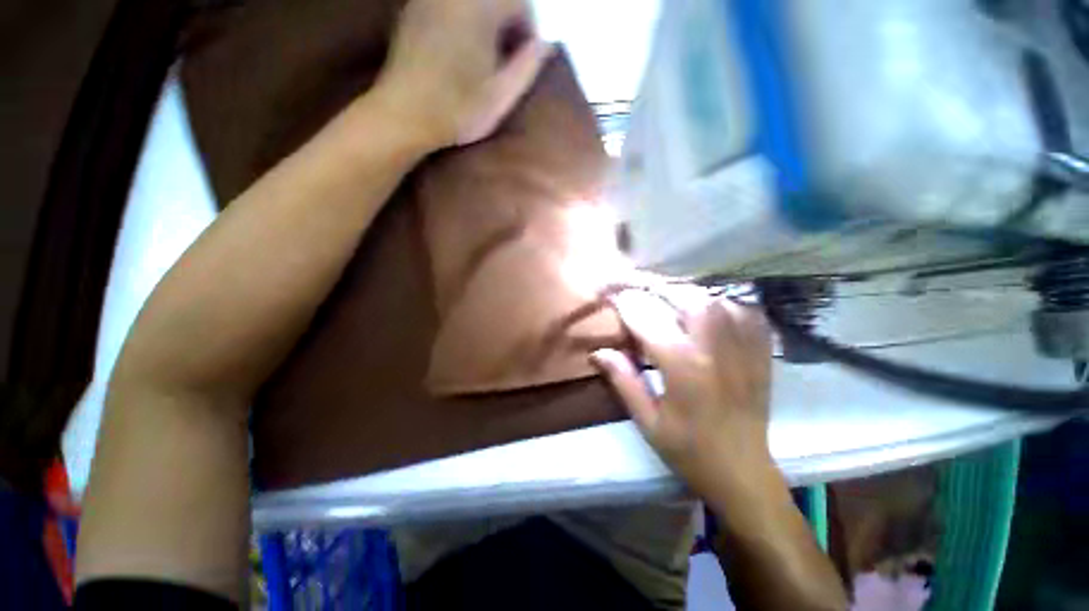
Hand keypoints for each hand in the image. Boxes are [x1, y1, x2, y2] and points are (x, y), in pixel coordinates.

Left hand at [375, 0, 553, 150]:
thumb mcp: (502, 95)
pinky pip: (448, 5)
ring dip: (486, 21)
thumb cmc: (459, 109)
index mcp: (481, 8)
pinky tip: (460, 48)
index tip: (526, 59)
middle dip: (508, 22)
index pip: (520, 3)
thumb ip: (528, 65)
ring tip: (485, 54)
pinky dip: (463, 19)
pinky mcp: (413, 10)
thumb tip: (547, 44)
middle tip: (507, 57)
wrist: (405, 114)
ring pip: (471, 1)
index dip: (529, 30)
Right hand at [592, 289, 774, 501]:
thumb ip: (623, 380)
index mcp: (683, 367)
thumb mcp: (647, 421)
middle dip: (650, 286)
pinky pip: (742, 309)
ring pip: (712, 297)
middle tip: (630, 286)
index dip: (623, 302)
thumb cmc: (688, 450)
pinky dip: (719, 299)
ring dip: (681, 290)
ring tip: (660, 294)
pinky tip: (703, 304)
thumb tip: (597, 351)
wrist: (743, 472)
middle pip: (682, 296)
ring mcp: (743, 347)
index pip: (646, 319)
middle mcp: (715, 348)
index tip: (606, 293)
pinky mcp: (760, 350)